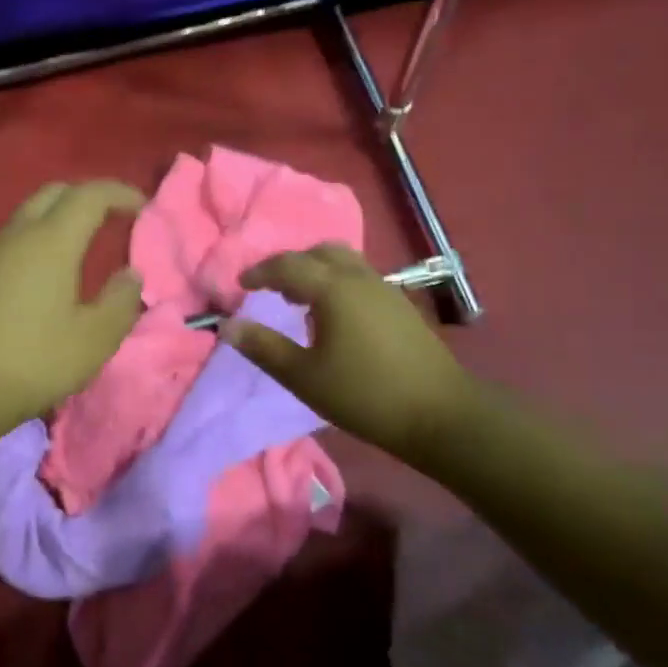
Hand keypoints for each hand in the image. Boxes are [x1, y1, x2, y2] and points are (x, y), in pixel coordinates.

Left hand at [0, 180, 145, 450]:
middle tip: (114, 219)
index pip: (89, 195)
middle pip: (55, 193)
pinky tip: (47, 274)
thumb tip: (130, 275)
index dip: (120, 193)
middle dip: (88, 197)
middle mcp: (16, 235)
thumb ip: (121, 301)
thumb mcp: (94, 340)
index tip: (144, 207)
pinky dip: (38, 239)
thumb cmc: (32, 362)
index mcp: (50, 241)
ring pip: (29, 214)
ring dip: (60, 218)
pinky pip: (13, 239)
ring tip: (84, 246)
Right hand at [223, 244, 473, 462]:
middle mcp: (360, 278)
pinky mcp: (401, 305)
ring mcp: (386, 289)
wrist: (439, 414)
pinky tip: (334, 318)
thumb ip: (263, 347)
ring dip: (317, 272)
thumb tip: (228, 326)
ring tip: (300, 302)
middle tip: (272, 289)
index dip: (259, 272)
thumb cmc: (363, 394)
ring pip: (344, 262)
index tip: (240, 286)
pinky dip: (338, 283)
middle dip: (291, 265)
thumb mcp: (304, 376)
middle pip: (320, 252)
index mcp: (333, 288)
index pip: (287, 265)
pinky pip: (360, 278)